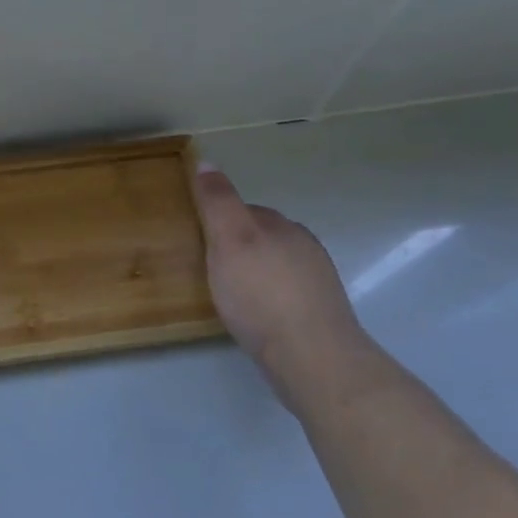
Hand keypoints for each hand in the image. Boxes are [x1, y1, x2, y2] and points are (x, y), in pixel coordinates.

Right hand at [192, 166, 367, 408]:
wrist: (311, 355)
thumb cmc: (261, 294)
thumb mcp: (230, 240)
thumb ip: (218, 203)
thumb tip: (207, 162)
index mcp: (281, 226)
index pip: (246, 210)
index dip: (220, 220)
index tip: (198, 238)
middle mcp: (303, 246)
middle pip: (263, 237)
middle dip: (239, 246)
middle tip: (208, 268)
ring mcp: (315, 280)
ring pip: (276, 266)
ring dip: (255, 273)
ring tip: (230, 294)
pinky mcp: (318, 312)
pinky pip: (286, 294)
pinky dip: (268, 298)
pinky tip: (255, 316)